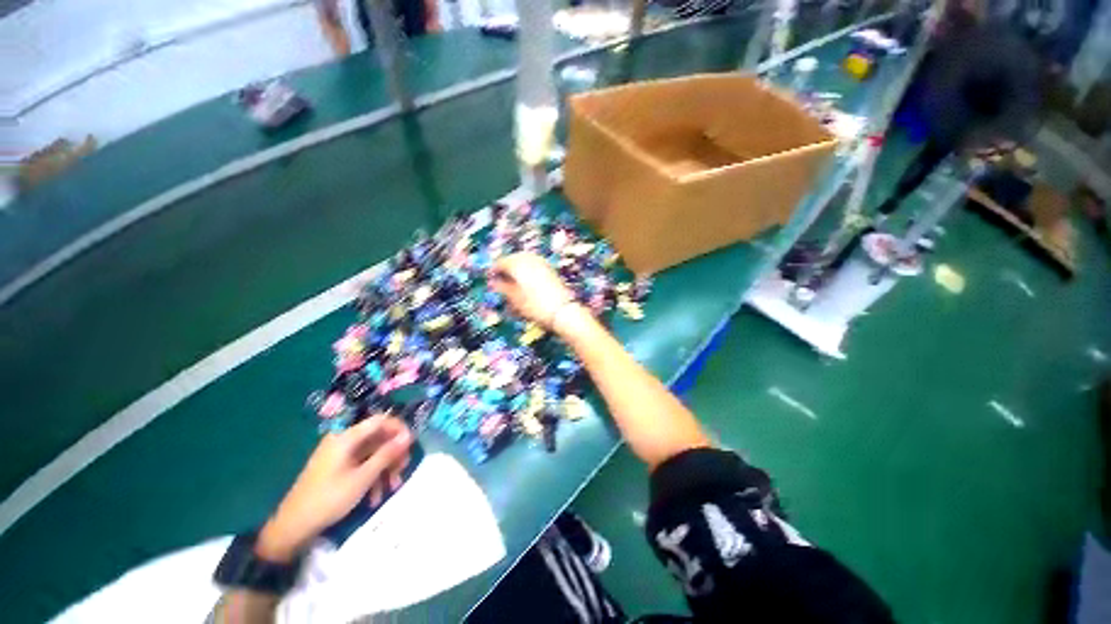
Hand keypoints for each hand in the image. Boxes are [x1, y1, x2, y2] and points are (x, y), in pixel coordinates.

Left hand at [256, 415, 412, 561]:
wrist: (293, 526)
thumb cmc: (329, 498)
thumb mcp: (363, 477)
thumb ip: (387, 454)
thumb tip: (409, 435)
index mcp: (347, 437)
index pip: (381, 420)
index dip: (399, 429)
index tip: (411, 445)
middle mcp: (344, 440)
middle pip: (378, 438)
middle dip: (393, 454)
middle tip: (402, 470)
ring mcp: (340, 454)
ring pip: (372, 453)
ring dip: (385, 469)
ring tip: (391, 488)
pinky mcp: (338, 467)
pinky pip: (362, 464)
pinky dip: (372, 477)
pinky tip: (375, 497)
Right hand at [489, 253, 575, 329]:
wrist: (564, 311)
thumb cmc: (536, 306)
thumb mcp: (515, 299)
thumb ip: (502, 288)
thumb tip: (493, 282)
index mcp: (518, 264)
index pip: (501, 262)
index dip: (493, 270)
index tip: (489, 279)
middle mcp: (530, 259)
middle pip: (513, 258)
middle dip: (506, 267)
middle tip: (500, 279)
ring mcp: (542, 262)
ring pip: (524, 260)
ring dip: (517, 267)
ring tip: (512, 281)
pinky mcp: (550, 269)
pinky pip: (534, 264)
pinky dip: (527, 269)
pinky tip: (526, 281)